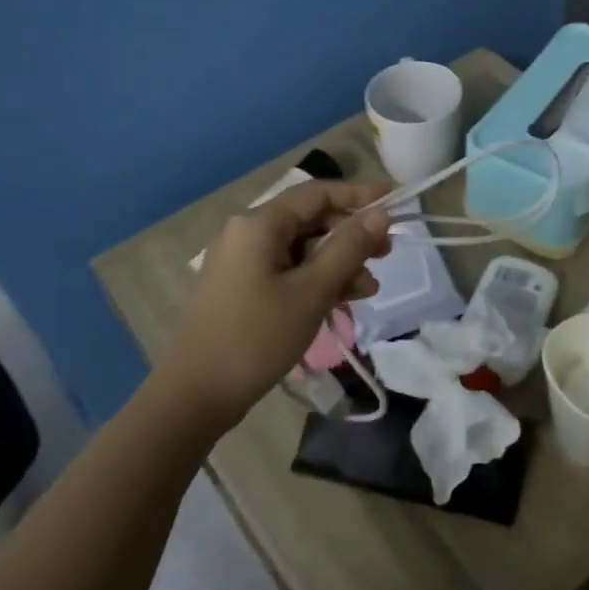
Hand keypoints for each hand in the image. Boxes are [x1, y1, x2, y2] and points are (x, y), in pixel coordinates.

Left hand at [163, 180, 392, 431]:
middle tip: (386, 253)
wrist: (194, 397)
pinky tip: (342, 300)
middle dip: (351, 236)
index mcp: (259, 224)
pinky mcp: (241, 289)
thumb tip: (380, 213)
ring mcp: (241, 263)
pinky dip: (316, 280)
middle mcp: (247, 234)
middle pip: (310, 220)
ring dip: (338, 263)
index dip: (358, 194)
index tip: (394, 201)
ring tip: (368, 290)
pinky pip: (287, 271)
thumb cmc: (256, 337)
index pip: (317, 193)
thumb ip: (349, 247)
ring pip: (302, 249)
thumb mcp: (312, 291)